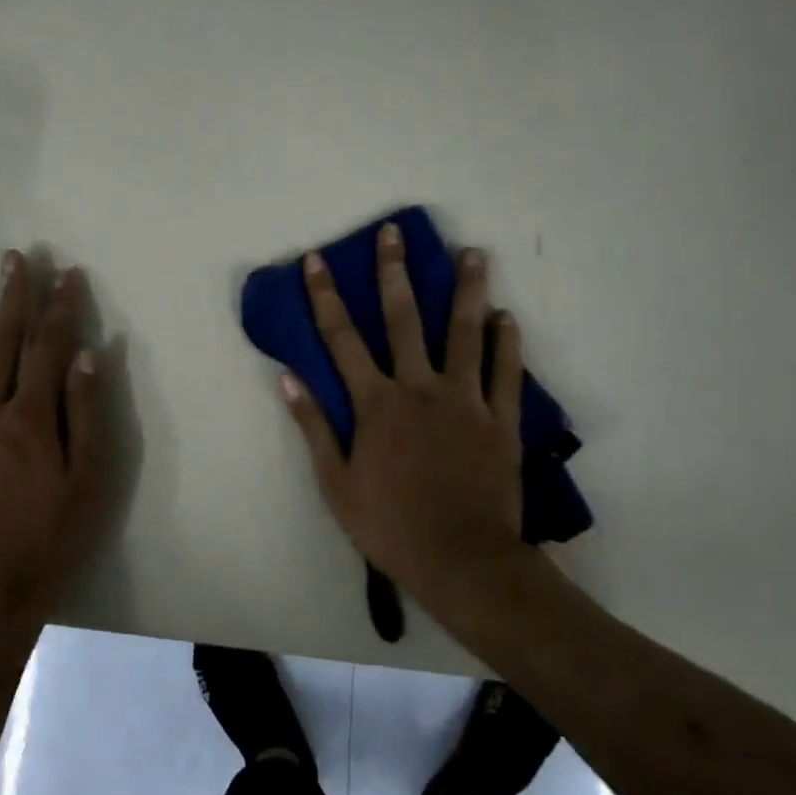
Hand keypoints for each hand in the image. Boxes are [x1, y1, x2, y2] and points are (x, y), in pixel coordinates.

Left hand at [0, 251, 107, 637]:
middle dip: (10, 298)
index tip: (66, 274)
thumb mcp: (90, 477)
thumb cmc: (53, 534)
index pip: (49, 348)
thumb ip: (86, 413)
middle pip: (1, 346)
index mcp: (31, 418)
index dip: (60, 308)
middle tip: (12, 258)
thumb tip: (85, 355)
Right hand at [283, 224, 529, 613]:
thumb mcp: (336, 482)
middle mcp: (419, 387)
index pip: (341, 338)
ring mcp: (464, 400)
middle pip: (403, 318)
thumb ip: (313, 426)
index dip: (325, 296)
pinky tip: (507, 316)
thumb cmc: (390, 524)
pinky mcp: (500, 420)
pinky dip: (507, 344)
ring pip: (465, 333)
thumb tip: (288, 378)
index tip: (316, 260)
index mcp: (376, 402)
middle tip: (396, 233)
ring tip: (473, 252)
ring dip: (467, 290)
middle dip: (394, 272)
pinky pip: (506, 374)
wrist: (461, 561)